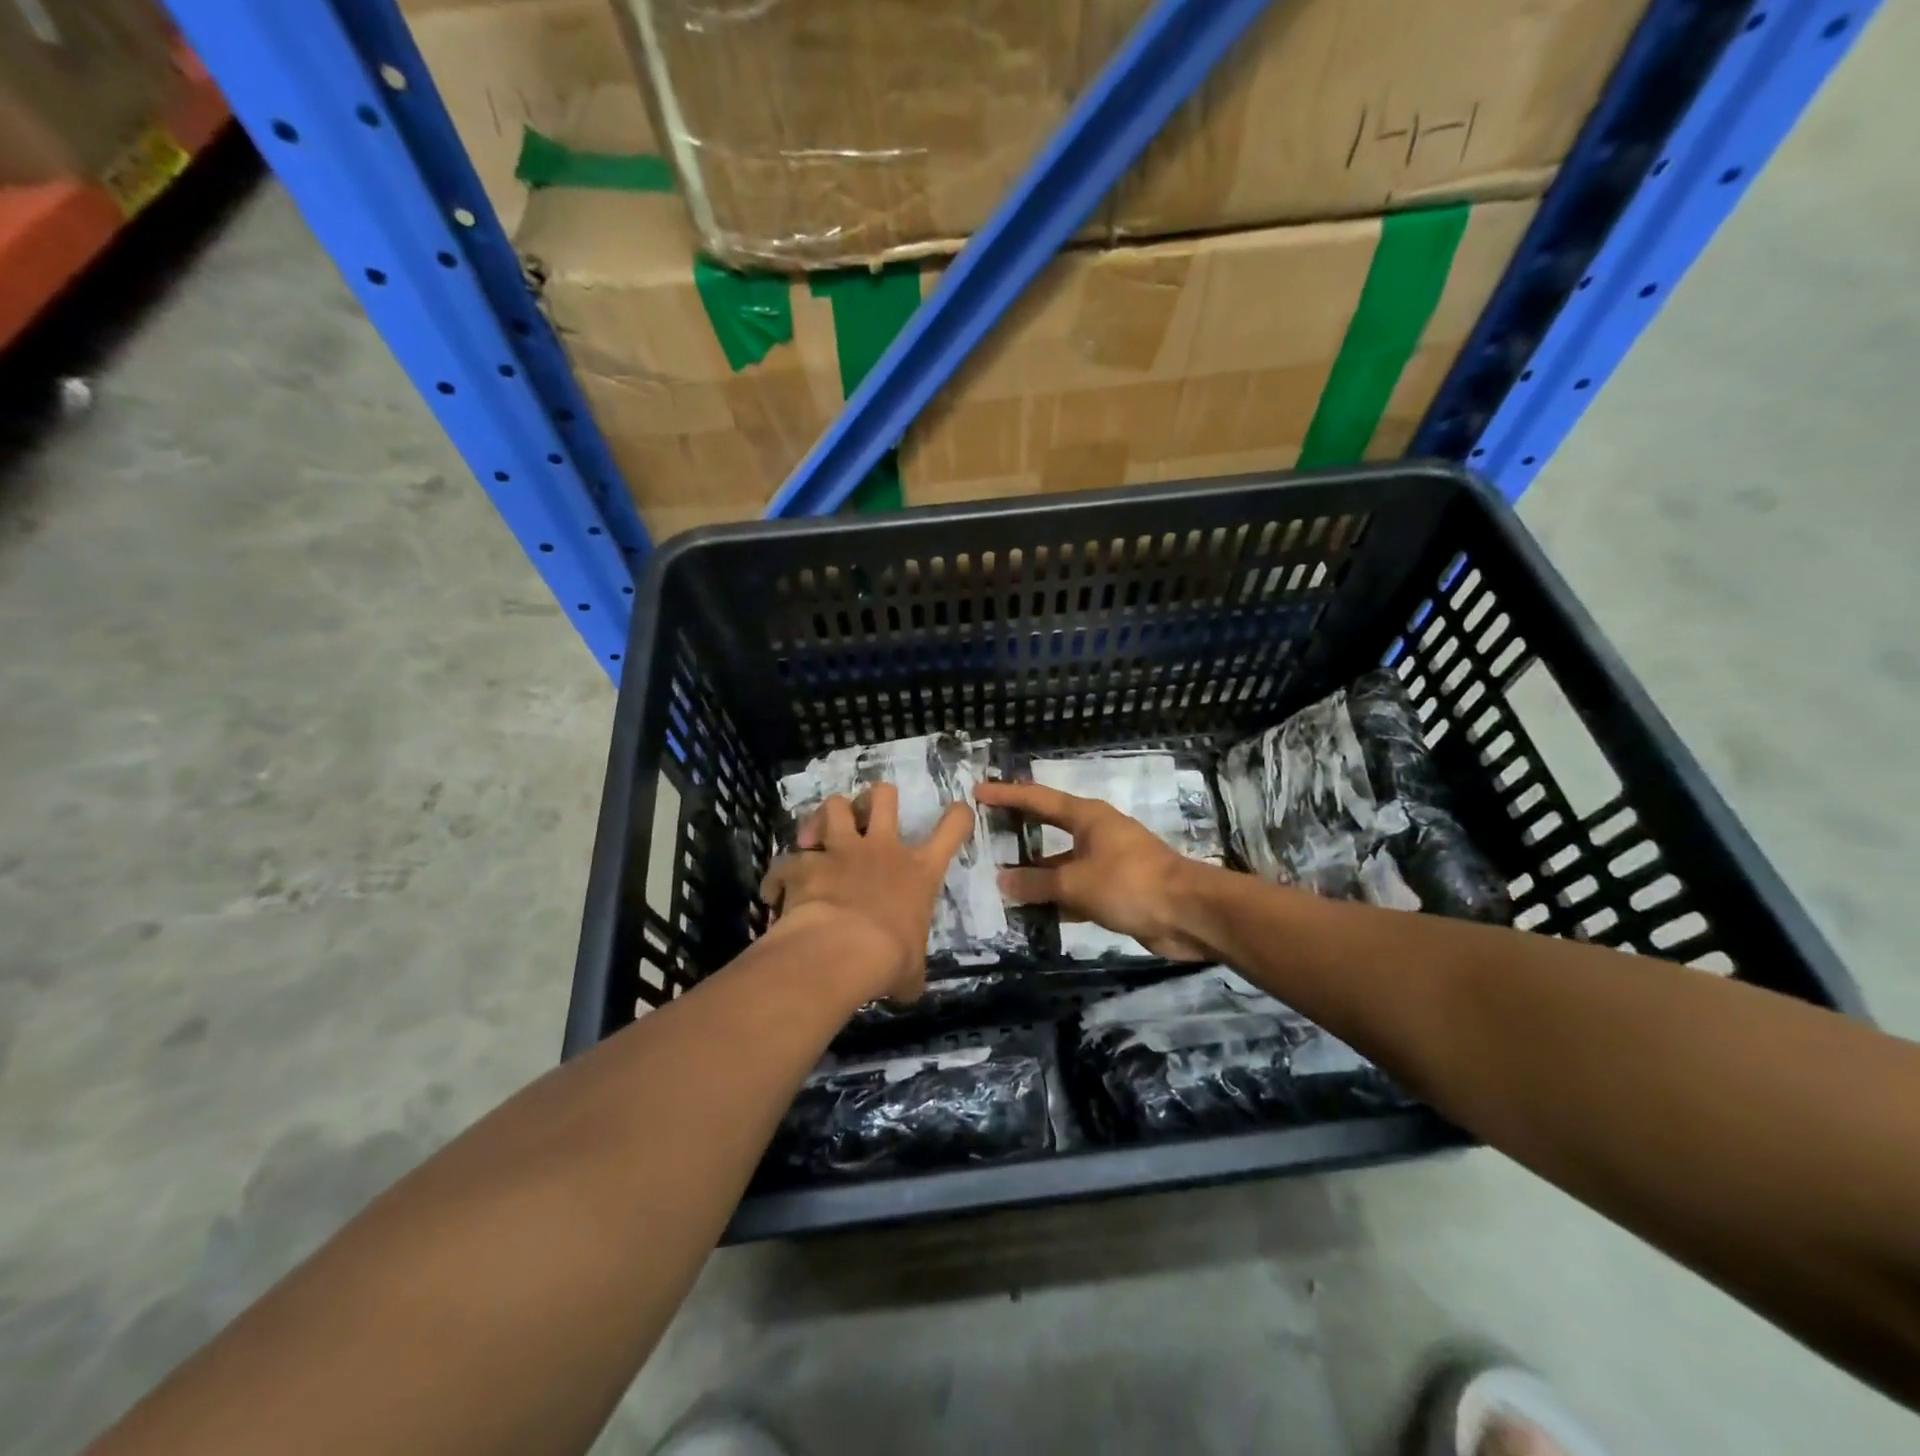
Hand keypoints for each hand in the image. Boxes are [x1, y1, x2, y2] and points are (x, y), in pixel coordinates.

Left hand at [758, 785, 973, 1003]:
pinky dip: (780, 873)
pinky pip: (786, 859)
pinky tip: (774, 892)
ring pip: (833, 805)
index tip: (955, 813)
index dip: (957, 815)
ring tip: (817, 834)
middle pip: (883, 796)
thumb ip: (911, 972)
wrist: (841, 951)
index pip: (952, 828)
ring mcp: (841, 851)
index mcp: (919, 871)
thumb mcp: (912, 971)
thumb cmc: (889, 959)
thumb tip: (910, 989)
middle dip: (875, 799)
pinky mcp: (805, 863)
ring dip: (824, 816)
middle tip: (866, 816)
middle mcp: (882, 849)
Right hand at [974, 782, 1215, 961]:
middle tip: (984, 832)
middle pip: (1048, 828)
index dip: (1007, 794)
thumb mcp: (1076, 882)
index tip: (978, 791)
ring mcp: (1106, 863)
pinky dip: (1056, 899)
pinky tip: (1032, 913)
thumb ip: (1037, 883)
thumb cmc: (1130, 883)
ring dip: (1036, 874)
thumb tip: (1002, 880)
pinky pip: (1075, 890)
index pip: (1038, 798)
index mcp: (1087, 817)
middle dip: (1019, 830)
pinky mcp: (1115, 891)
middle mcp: (1095, 834)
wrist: (1189, 914)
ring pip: (1061, 864)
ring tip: (998, 882)